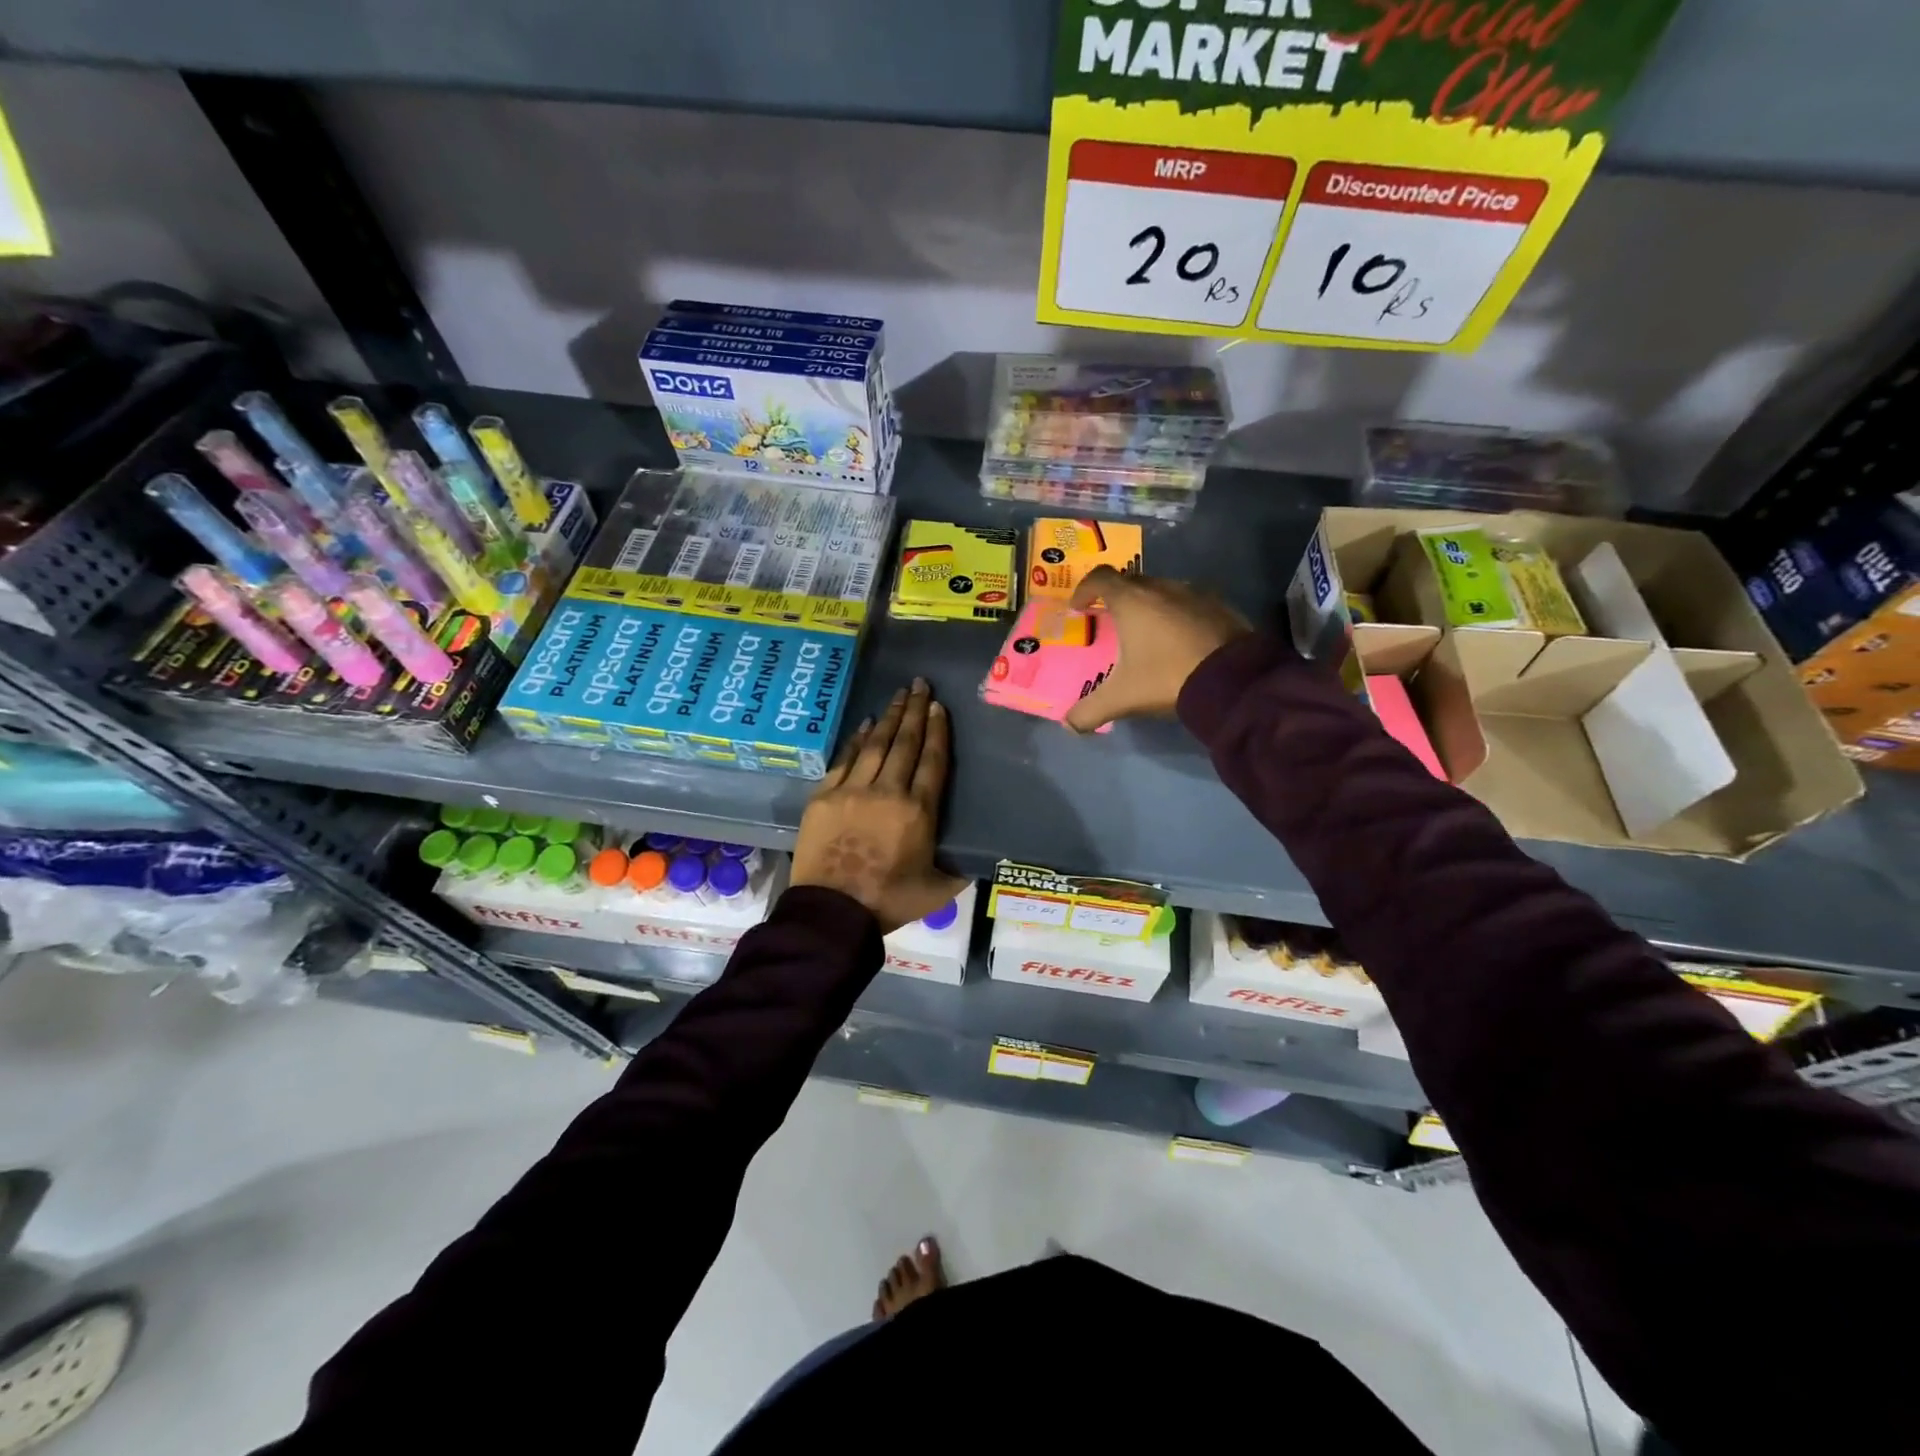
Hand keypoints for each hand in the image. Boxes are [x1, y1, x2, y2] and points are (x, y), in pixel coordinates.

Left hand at [791, 678, 967, 933]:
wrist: (832, 912)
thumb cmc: (888, 902)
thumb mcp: (937, 891)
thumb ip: (960, 871)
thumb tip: (978, 860)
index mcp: (918, 811)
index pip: (932, 761)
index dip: (937, 731)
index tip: (939, 707)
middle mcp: (888, 791)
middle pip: (905, 743)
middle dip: (915, 711)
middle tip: (920, 684)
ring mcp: (853, 790)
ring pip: (876, 745)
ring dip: (889, 717)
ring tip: (899, 695)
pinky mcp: (825, 796)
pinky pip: (845, 759)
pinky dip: (857, 739)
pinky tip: (866, 724)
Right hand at [1064, 567, 1251, 733]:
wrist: (1234, 679)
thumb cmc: (1168, 677)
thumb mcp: (1123, 698)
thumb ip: (1090, 710)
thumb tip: (1069, 725)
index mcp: (1132, 601)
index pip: (1100, 578)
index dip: (1084, 589)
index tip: (1078, 607)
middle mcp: (1162, 588)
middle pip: (1131, 582)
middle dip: (1116, 597)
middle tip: (1110, 620)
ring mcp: (1194, 593)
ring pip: (1162, 590)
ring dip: (1149, 605)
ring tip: (1145, 631)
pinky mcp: (1220, 606)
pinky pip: (1188, 602)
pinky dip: (1176, 614)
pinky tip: (1179, 639)